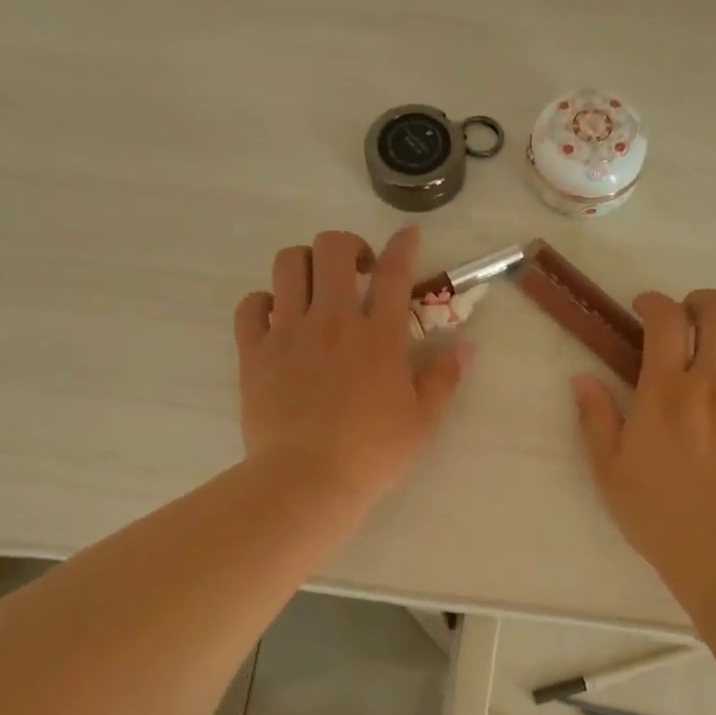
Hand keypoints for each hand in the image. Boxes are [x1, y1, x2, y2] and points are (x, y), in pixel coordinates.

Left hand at [235, 228, 466, 505]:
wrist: (307, 478)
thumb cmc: (372, 453)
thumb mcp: (423, 421)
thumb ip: (444, 378)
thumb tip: (465, 347)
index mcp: (378, 336)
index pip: (393, 273)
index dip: (403, 246)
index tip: (408, 236)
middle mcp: (333, 320)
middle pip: (333, 248)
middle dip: (348, 245)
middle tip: (357, 270)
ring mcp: (288, 332)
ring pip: (287, 264)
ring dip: (305, 263)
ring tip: (315, 286)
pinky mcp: (254, 352)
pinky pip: (250, 305)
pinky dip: (263, 302)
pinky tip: (276, 316)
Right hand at [571, 289, 715, 565]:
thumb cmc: (655, 508)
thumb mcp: (608, 466)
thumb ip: (596, 416)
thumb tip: (582, 378)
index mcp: (665, 389)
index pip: (666, 319)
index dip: (654, 302)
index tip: (645, 309)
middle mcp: (713, 380)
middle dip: (702, 301)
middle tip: (688, 320)